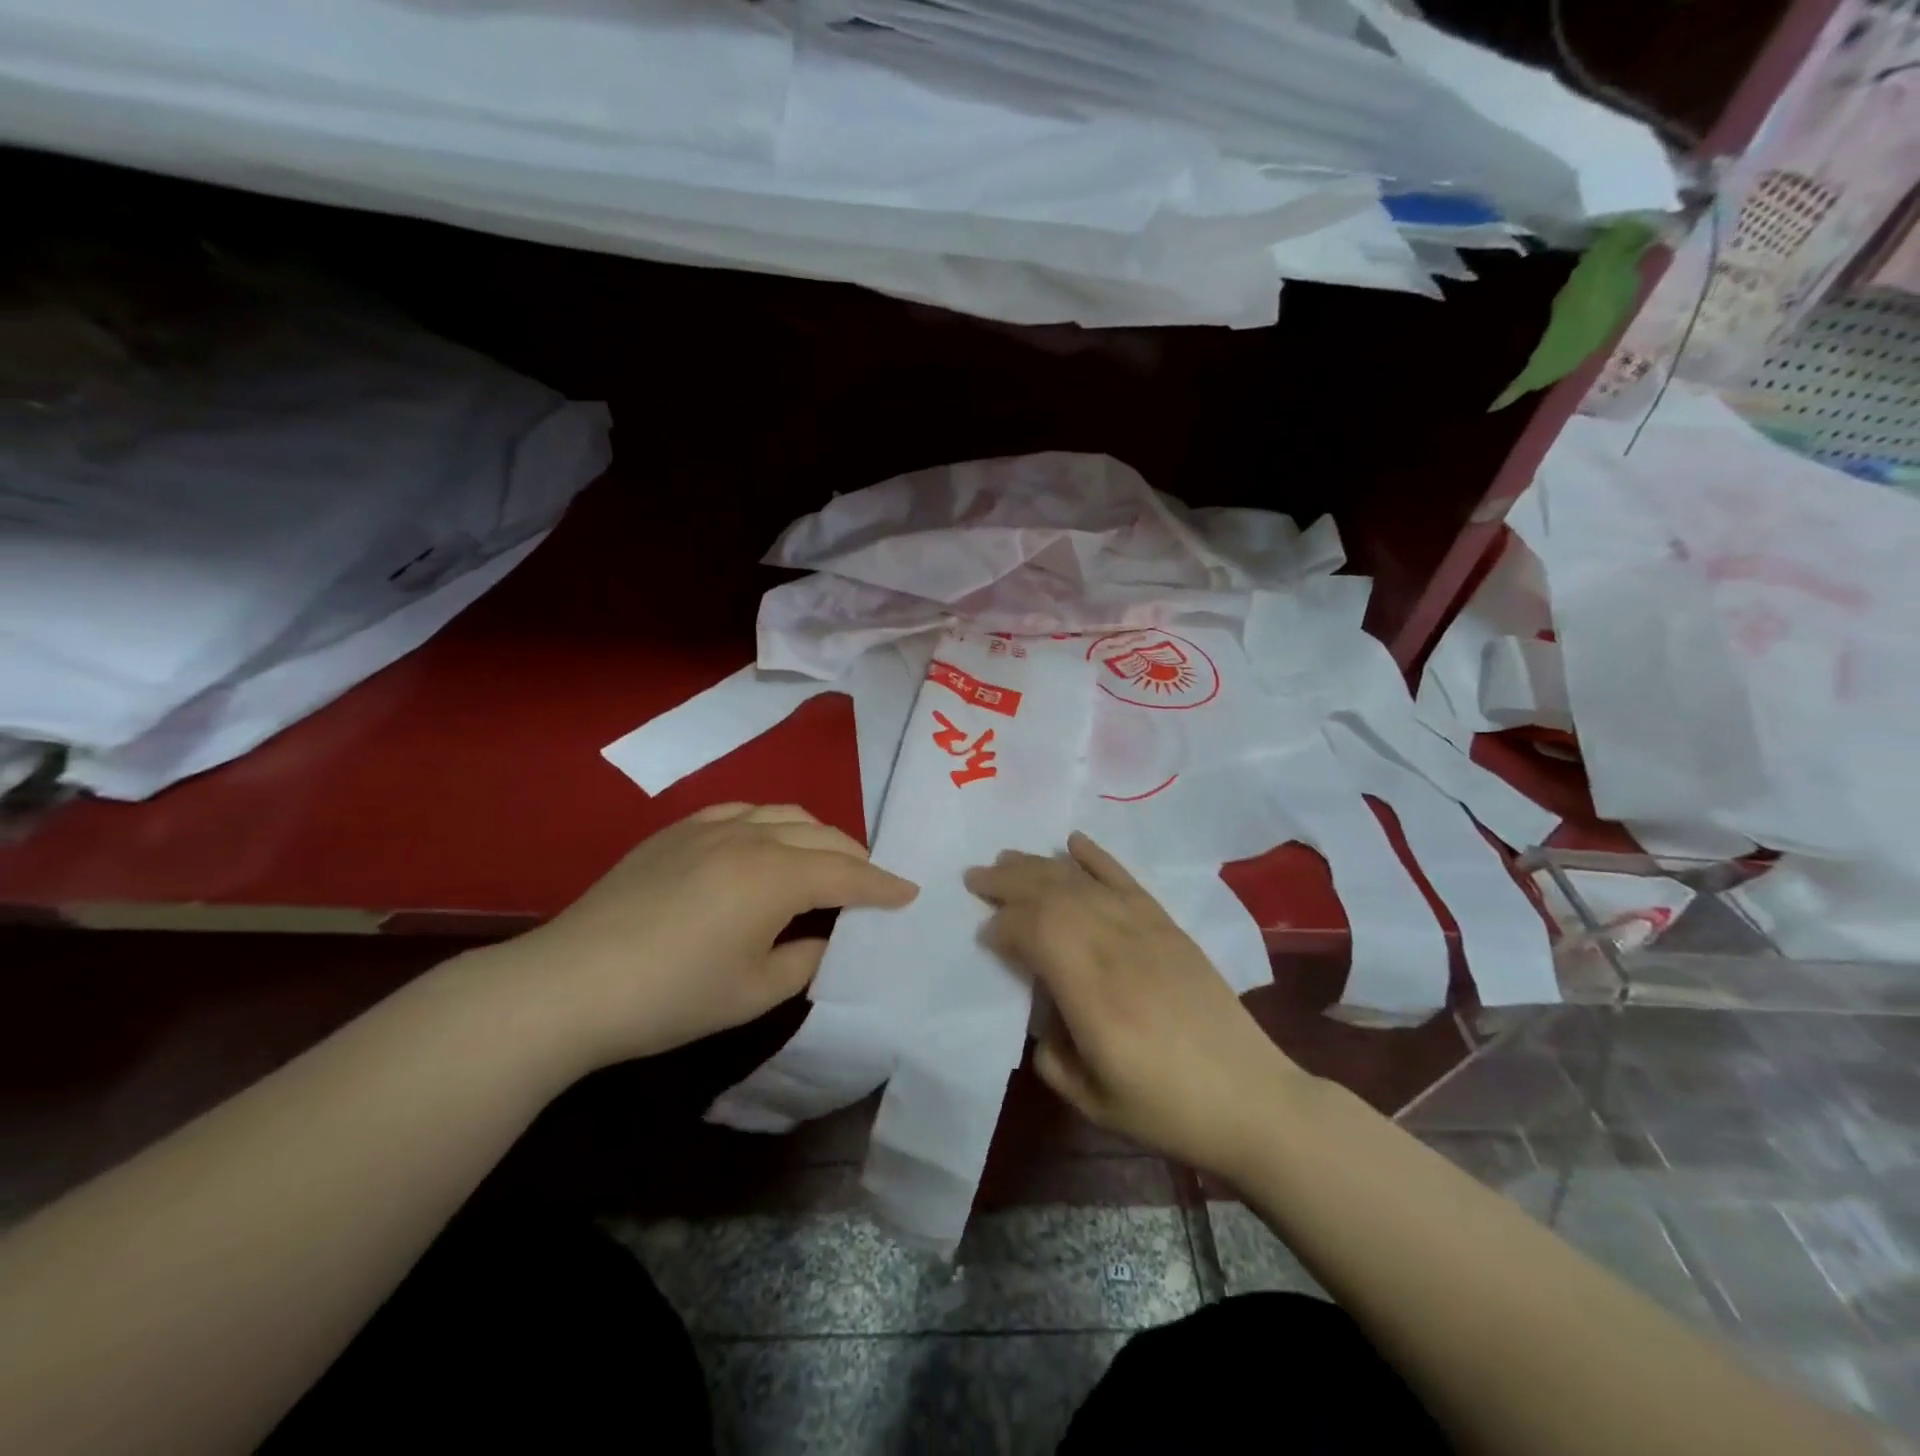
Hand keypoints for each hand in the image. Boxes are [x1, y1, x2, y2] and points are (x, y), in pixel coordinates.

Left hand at [508, 803, 917, 1067]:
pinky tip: (766, 841)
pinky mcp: (677, 831)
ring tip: (826, 859)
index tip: (909, 893)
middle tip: (872, 883)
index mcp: (777, 876)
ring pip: (784, 814)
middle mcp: (752, 837)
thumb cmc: (672, 996)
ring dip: (817, 834)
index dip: (883, 886)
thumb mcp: (754, 991)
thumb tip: (823, 936)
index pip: (848, 875)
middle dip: (856, 858)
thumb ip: (805, 959)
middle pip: (822, 837)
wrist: (571, 983)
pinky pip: (742, 811)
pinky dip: (771, 823)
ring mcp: (711, 828)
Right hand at [965, 832, 1310, 1178]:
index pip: (1034, 932)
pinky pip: (1125, 879)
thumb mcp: (1091, 1101)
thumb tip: (1040, 1013)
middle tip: (975, 877)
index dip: (1002, 926)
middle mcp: (1115, 947)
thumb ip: (1050, 1054)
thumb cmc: (1167, 1108)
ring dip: (1040, 865)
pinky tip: (1073, 842)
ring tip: (1007, 857)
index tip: (984, 936)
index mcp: (1092, 992)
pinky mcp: (1167, 925)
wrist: (1252, 1099)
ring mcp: (1145, 929)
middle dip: (1008, 881)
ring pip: (1082, 881)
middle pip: (1052, 895)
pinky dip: (1096, 857)